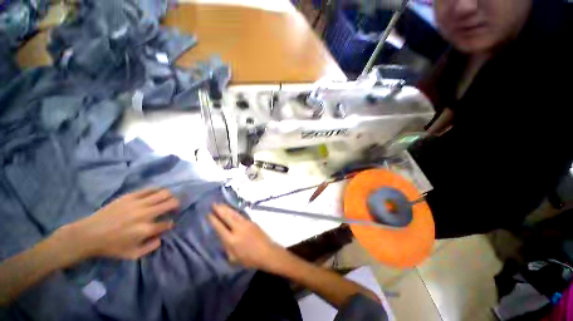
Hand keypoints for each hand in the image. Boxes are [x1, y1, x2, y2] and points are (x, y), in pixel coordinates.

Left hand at [59, 189, 178, 259]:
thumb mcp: (132, 254)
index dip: (170, 224)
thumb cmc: (111, 246)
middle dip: (176, 205)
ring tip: (167, 200)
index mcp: (147, 229)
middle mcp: (146, 213)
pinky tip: (156, 195)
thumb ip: (151, 247)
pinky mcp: (131, 196)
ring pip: (164, 193)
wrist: (89, 234)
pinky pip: (150, 189)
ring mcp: (138, 203)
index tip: (167, 224)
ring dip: (170, 197)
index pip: (168, 223)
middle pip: (171, 203)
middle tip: (173, 209)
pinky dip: (157, 190)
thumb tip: (162, 237)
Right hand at [208, 204, 285, 271]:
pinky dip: (235, 211)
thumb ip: (227, 247)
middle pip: (227, 217)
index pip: (220, 227)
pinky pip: (241, 215)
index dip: (214, 220)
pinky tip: (232, 210)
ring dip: (227, 208)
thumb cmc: (249, 259)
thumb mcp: (234, 258)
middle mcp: (238, 229)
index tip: (209, 214)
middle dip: (220, 210)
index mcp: (231, 240)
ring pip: (234, 214)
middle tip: (213, 204)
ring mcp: (246, 224)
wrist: (266, 252)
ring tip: (221, 204)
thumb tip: (222, 237)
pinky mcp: (252, 222)